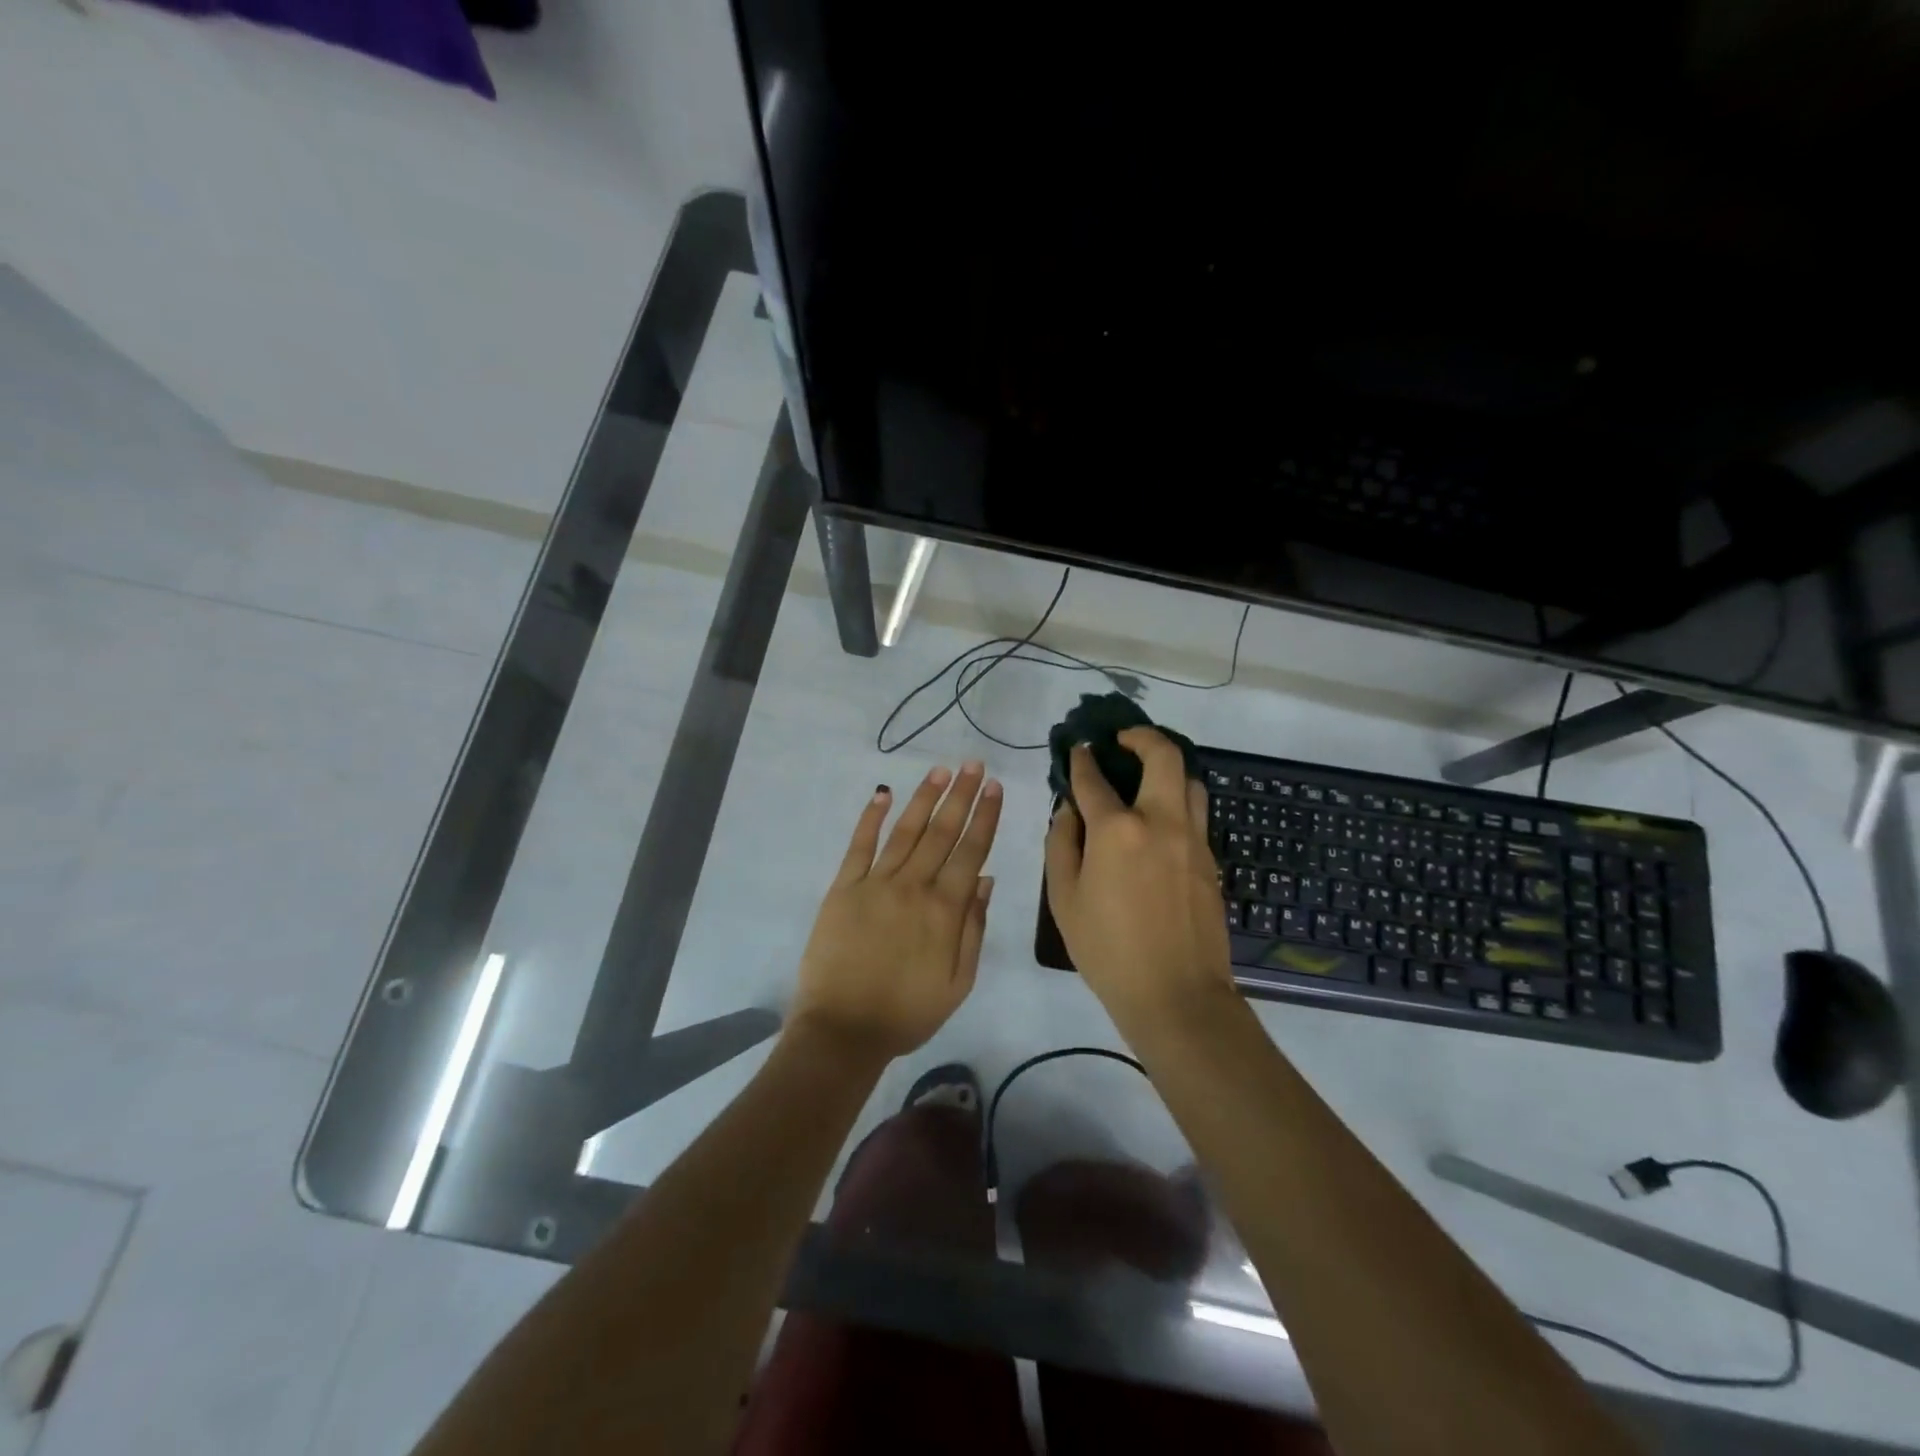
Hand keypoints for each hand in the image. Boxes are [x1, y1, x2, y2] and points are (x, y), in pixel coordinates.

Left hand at [792, 762, 1001, 1060]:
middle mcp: (913, 886)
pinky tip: (883, 793)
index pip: (971, 851)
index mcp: (945, 910)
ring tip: (941, 771)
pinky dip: (871, 817)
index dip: (985, 817)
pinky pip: (859, 845)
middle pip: (942, 832)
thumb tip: (986, 880)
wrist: (843, 1030)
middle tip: (974, 765)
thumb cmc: (907, 1013)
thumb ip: (974, 928)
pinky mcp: (844, 888)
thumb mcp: (958, 982)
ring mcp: (875, 883)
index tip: (995, 788)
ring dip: (925, 798)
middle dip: (961, 796)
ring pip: (906, 831)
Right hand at [1044, 728, 1234, 1037]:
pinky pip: (1196, 814)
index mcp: (1117, 830)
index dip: (1081, 760)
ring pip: (1190, 782)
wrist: (1176, 995)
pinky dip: (1178, 802)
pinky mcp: (1210, 861)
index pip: (1094, 780)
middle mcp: (1161, 821)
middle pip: (1163, 756)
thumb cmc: (1108, 950)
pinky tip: (1160, 822)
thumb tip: (1068, 811)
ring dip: (1168, 768)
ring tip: (1147, 778)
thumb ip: (1061, 845)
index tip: (1077, 749)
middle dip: (1142, 737)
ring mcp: (1193, 840)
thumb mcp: (1064, 899)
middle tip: (1124, 740)